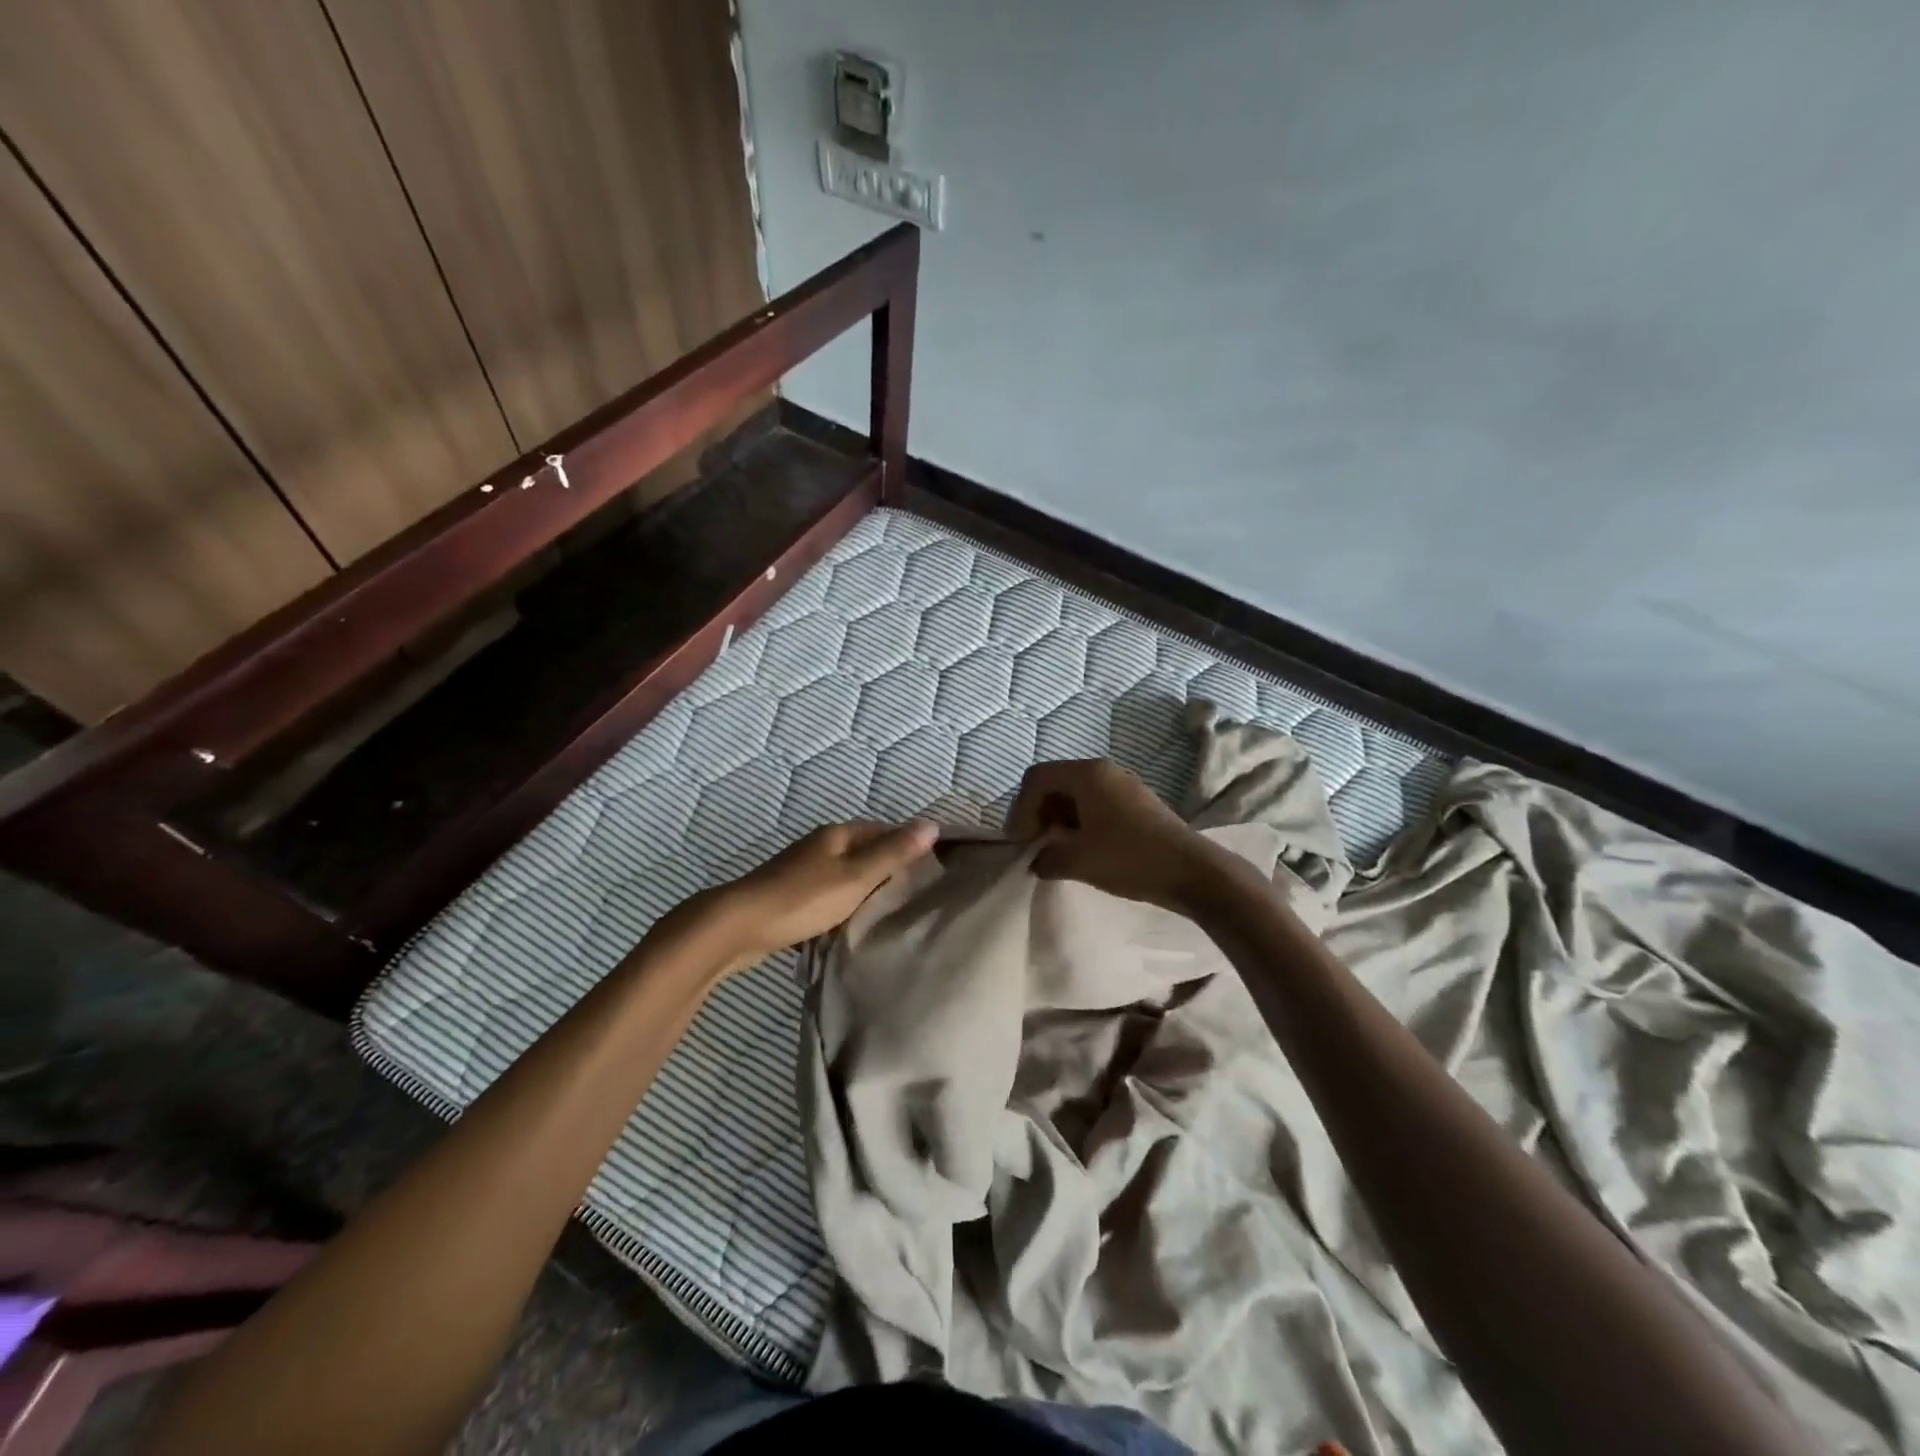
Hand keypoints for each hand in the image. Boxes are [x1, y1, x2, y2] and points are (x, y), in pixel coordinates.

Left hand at [699, 820, 937, 966]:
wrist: (737, 926)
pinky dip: (844, 908)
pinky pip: (829, 896)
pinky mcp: (791, 895)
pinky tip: (852, 927)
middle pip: (866, 853)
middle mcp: (821, 845)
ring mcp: (803, 870)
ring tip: (889, 915)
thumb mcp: (856, 877)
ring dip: (866, 892)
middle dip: (889, 872)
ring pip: (847, 876)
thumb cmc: (802, 899)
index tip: (933, 871)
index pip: (885, 830)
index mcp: (838, 834)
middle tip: (916, 898)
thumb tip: (932, 825)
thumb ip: (893, 853)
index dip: (909, 846)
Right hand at [1007, 758, 1229, 912]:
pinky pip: (1096, 803)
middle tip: (1036, 845)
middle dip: (1038, 812)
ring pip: (1076, 794)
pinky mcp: (1136, 802)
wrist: (1192, 871)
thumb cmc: (1130, 858)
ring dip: (1059, 819)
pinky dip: (1080, 821)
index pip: (1036, 778)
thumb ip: (1046, 858)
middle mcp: (1104, 770)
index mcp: (1086, 774)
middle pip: (1055, 782)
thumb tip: (1038, 861)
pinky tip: (1085, 850)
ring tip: (1058, 851)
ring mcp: (1123, 784)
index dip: (1021, 809)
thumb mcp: (1078, 861)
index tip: (1023, 842)